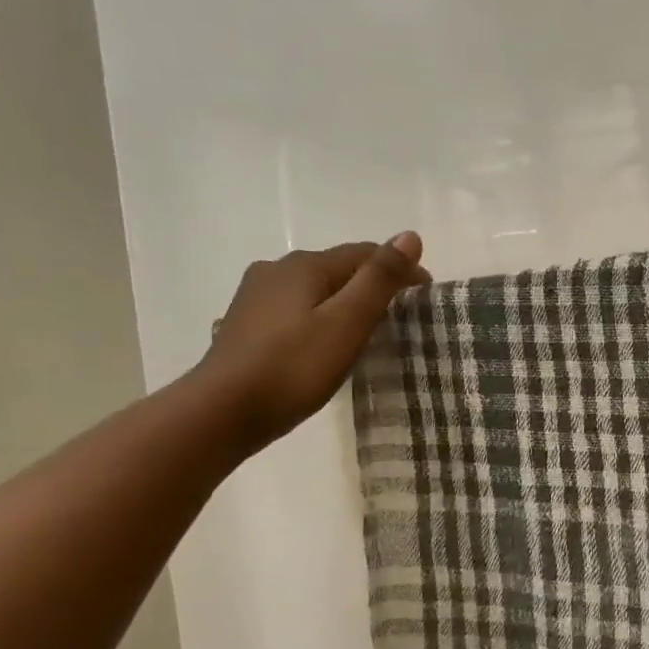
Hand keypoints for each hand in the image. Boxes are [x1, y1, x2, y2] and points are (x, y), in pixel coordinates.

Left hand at [195, 235, 429, 451]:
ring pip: (313, 290)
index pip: (365, 253)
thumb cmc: (294, 367)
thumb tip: (410, 236)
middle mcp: (276, 270)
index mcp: (305, 265)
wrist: (222, 412)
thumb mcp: (348, 322)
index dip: (401, 269)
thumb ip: (380, 279)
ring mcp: (254, 297)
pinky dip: (317, 318)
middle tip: (401, 317)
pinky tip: (320, 341)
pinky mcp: (244, 325)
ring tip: (364, 331)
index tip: (426, 295)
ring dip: (343, 302)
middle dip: (372, 285)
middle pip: (337, 269)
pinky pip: (294, 311)